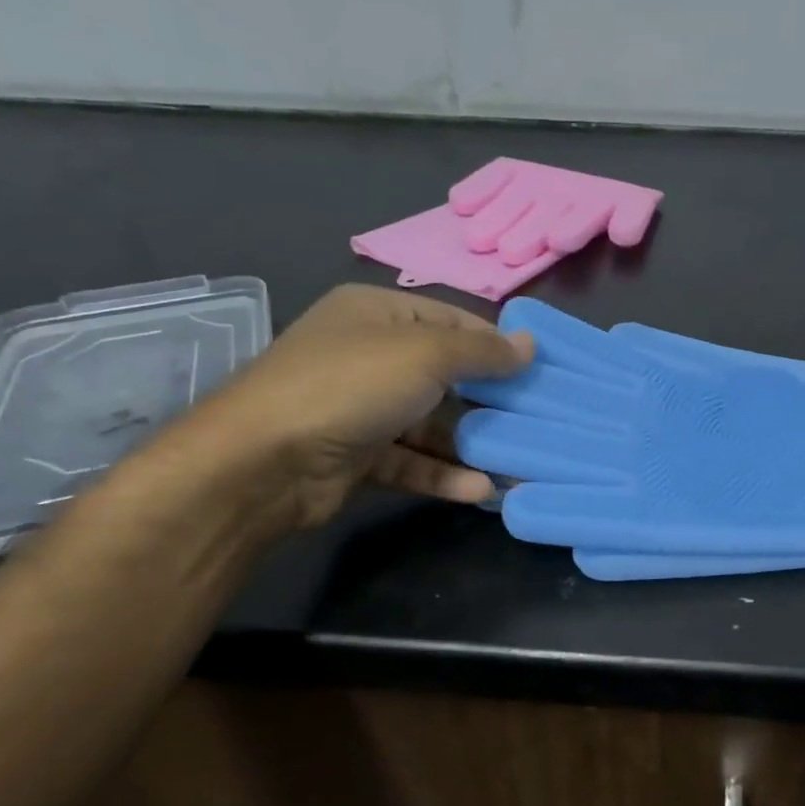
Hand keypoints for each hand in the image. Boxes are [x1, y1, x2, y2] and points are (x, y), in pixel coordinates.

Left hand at [149, 286, 532, 532]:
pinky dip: (444, 474)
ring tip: (518, 464)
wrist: (265, 461)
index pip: (450, 320)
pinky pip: (412, 460)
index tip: (539, 369)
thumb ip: (482, 351)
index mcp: (377, 314)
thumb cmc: (351, 385)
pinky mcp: (359, 455)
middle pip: (444, 375)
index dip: (495, 342)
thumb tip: (531, 344)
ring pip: (430, 423)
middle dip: (490, 399)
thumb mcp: (426, 354)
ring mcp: (361, 408)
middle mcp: (369, 355)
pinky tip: (481, 491)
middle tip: (539, 418)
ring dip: (471, 445)